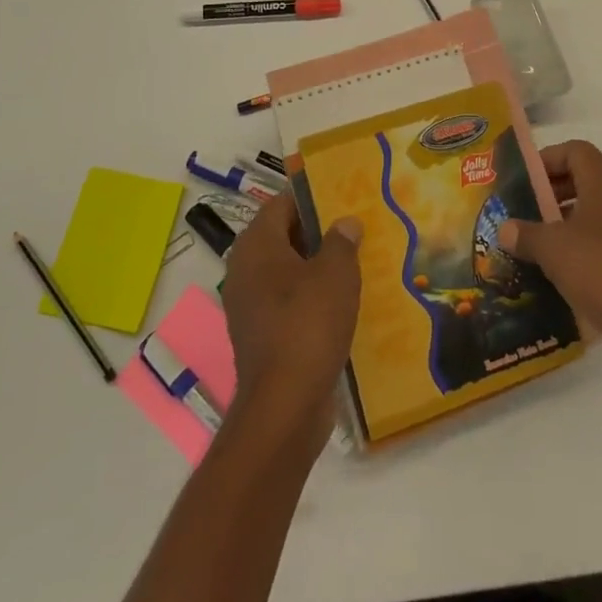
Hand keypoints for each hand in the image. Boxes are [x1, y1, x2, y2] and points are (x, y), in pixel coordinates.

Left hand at [221, 194, 362, 436]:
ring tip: (356, 261)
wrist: (285, 407)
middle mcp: (245, 269)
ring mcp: (249, 305)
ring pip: (287, 271)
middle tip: (355, 226)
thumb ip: (341, 240)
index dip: (312, 196)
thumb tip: (345, 222)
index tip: (343, 194)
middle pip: (284, 235)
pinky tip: (343, 302)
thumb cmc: (308, 324)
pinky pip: (288, 302)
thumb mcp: (335, 273)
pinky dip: (311, 297)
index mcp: (256, 244)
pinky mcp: (261, 335)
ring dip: (317, 266)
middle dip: (318, 231)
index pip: (282, 203)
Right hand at [497, 139, 601, 383]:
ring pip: (591, 219)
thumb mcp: (553, 248)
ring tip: (531, 246)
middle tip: (522, 211)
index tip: (524, 179)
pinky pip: (600, 251)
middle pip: (584, 183)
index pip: (577, 151)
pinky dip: (577, 257)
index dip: (549, 158)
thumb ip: (526, 234)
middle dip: (551, 194)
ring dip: (562, 228)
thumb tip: (504, 229)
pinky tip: (553, 278)